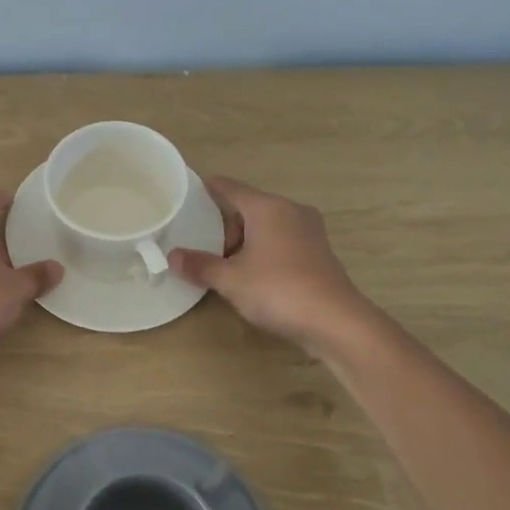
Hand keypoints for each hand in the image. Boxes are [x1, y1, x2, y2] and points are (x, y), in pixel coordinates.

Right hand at [170, 176, 374, 352]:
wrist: (336, 322)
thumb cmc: (278, 290)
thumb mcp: (231, 280)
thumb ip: (200, 265)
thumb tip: (172, 256)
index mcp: (267, 207)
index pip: (230, 188)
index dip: (208, 188)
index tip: (190, 192)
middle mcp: (290, 211)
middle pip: (249, 207)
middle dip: (226, 225)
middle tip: (205, 248)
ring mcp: (310, 231)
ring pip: (268, 225)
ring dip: (247, 240)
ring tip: (227, 265)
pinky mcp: (320, 252)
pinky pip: (283, 241)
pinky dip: (265, 250)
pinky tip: (255, 275)